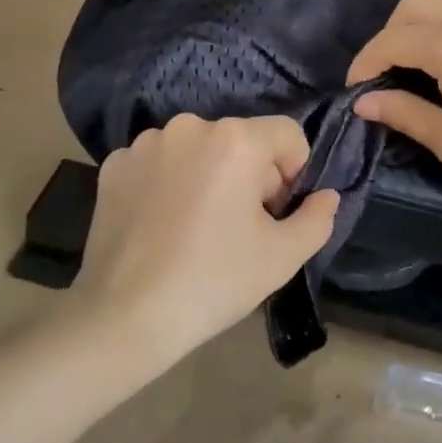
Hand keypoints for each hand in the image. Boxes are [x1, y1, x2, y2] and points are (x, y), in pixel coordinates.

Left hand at [72, 114, 340, 368]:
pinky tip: (160, 223)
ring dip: (208, 175)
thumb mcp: (283, 257)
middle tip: (238, 226)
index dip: (294, 172)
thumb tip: (326, 195)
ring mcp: (147, 143)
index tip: (275, 213)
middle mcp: (191, 126)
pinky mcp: (115, 164)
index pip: (288, 134)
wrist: (125, 316)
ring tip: (196, 226)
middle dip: (250, 174)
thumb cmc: (214, 282)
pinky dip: (168, 183)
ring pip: (199, 149)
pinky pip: (159, 162)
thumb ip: (317, 218)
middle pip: (242, 140)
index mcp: (236, 140)